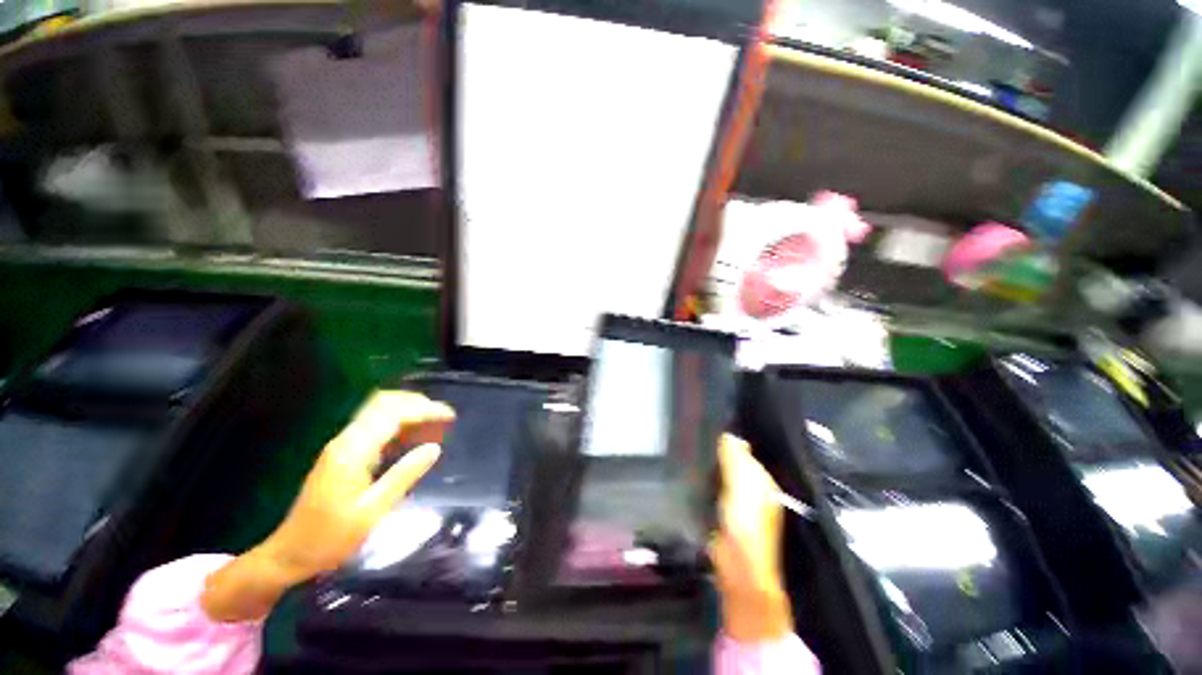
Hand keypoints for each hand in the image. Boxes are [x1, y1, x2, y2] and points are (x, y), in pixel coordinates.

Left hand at [201, 391, 452, 621]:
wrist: (289, 554)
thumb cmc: (330, 538)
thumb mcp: (372, 511)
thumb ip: (404, 475)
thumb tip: (435, 448)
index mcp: (352, 451)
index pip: (393, 415)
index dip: (424, 410)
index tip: (450, 416)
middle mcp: (346, 440)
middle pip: (384, 404)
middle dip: (417, 404)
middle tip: (444, 417)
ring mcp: (342, 445)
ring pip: (379, 411)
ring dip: (409, 411)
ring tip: (435, 422)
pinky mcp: (343, 453)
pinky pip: (375, 425)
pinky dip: (399, 423)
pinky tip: (413, 435)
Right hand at [709, 434, 793, 642]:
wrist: (738, 566)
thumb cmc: (744, 522)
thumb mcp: (742, 485)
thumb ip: (736, 459)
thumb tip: (730, 436)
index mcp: (763, 482)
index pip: (746, 453)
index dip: (730, 441)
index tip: (708, 429)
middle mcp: (754, 492)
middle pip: (735, 465)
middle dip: (719, 454)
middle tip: (695, 440)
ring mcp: (739, 506)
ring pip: (724, 478)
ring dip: (711, 468)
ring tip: (691, 454)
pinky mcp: (724, 516)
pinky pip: (715, 491)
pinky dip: (706, 483)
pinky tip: (693, 477)